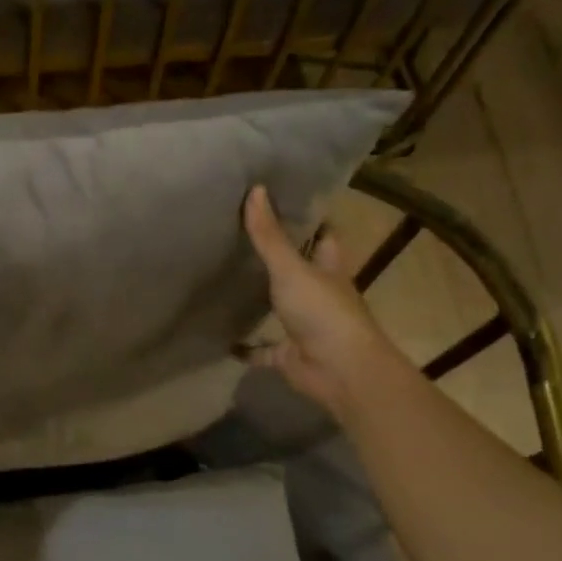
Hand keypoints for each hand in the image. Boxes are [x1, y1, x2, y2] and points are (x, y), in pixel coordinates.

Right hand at [243, 185, 398, 407]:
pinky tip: (222, 337)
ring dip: (259, 299)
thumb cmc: (322, 312)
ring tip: (226, 279)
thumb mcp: (291, 268)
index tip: (280, 202)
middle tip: (241, 235)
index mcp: (328, 268)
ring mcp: (304, 325)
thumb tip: (255, 189)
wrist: (339, 371)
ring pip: (280, 307)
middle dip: (278, 257)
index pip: (322, 236)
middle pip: (300, 270)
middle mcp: (319, 294)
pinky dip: (245, 347)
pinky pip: (262, 349)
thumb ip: (269, 235)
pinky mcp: (288, 354)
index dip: (307, 220)